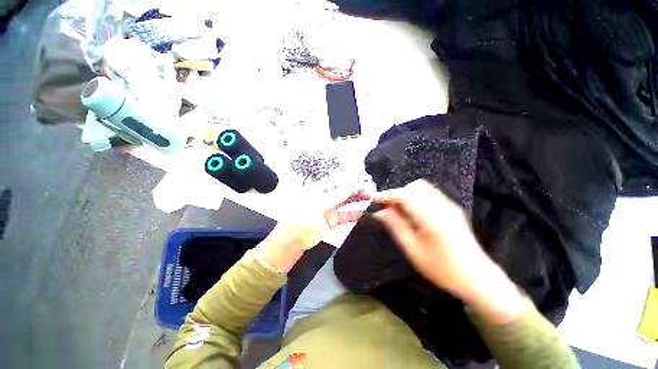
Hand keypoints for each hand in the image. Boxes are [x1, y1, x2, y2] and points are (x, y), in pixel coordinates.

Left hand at [259, 186, 370, 273]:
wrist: (292, 242)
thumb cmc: (301, 221)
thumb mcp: (318, 206)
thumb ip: (336, 196)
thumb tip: (350, 187)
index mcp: (317, 191)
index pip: (336, 183)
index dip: (348, 183)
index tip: (360, 185)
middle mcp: (324, 198)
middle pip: (342, 192)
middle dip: (355, 191)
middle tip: (368, 192)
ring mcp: (328, 210)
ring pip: (345, 203)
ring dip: (356, 201)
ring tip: (369, 199)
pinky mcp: (331, 221)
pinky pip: (344, 215)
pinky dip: (353, 214)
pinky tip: (362, 213)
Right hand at [373, 180, 526, 324]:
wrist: (478, 277)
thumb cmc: (442, 269)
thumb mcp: (413, 250)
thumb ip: (396, 226)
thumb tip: (380, 212)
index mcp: (432, 218)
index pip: (405, 195)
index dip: (387, 195)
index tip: (374, 199)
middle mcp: (442, 206)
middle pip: (415, 187)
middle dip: (398, 194)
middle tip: (388, 208)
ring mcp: (449, 206)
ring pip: (422, 189)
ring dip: (406, 195)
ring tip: (399, 211)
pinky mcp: (452, 209)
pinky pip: (429, 195)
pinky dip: (416, 199)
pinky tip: (413, 214)